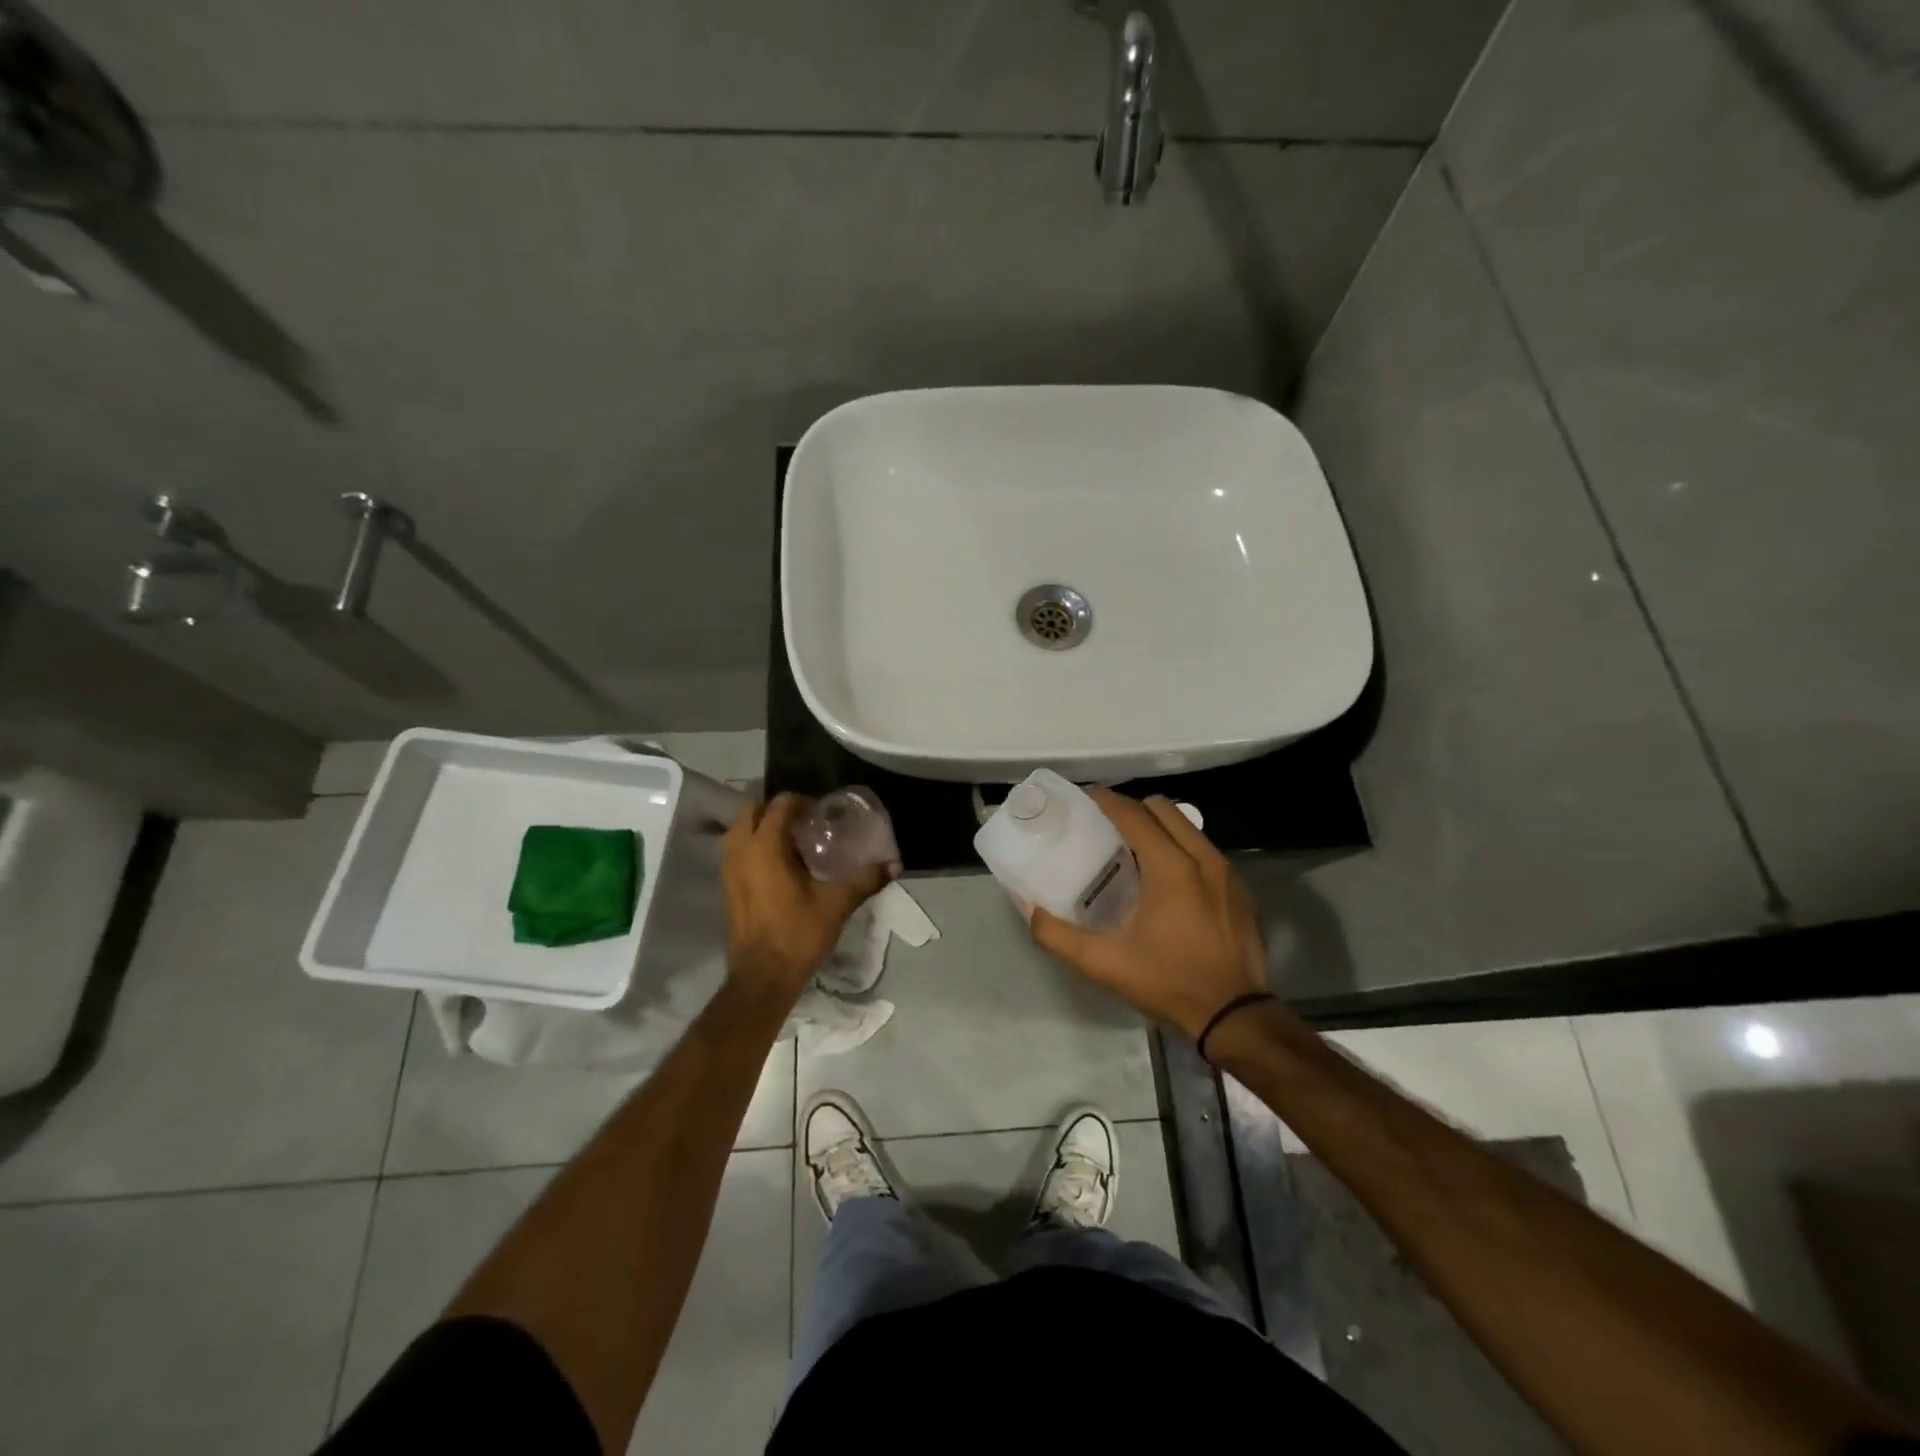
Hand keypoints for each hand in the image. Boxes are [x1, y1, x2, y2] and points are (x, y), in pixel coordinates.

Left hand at [721, 793, 895, 1002]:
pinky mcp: (726, 887)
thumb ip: (866, 879)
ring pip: (740, 831)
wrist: (763, 977)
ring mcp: (728, 870)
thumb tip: (895, 864)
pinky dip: (754, 847)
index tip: (822, 813)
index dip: (801, 802)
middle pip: (752, 811)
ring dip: (762, 827)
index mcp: (765, 846)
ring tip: (792, 840)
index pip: (779, 805)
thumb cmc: (798, 933)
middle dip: (776, 810)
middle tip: (805, 821)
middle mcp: (740, 851)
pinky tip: (779, 865)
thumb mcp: (837, 903)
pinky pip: (737, 852)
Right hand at [1028, 789, 1269, 1039]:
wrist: (1234, 1016)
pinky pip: (1204, 849)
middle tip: (1107, 825)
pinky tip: (1166, 878)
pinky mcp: (1239, 889)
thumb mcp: (1104, 963)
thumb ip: (1058, 935)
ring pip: (1188, 827)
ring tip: (1134, 848)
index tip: (1085, 797)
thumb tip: (1030, 910)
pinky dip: (1181, 847)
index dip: (1107, 800)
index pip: (1134, 814)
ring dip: (1159, 826)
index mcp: (1171, 868)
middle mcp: (1202, 858)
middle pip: (1164, 809)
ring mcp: (1226, 872)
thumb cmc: (1168, 982)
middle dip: (1133, 808)